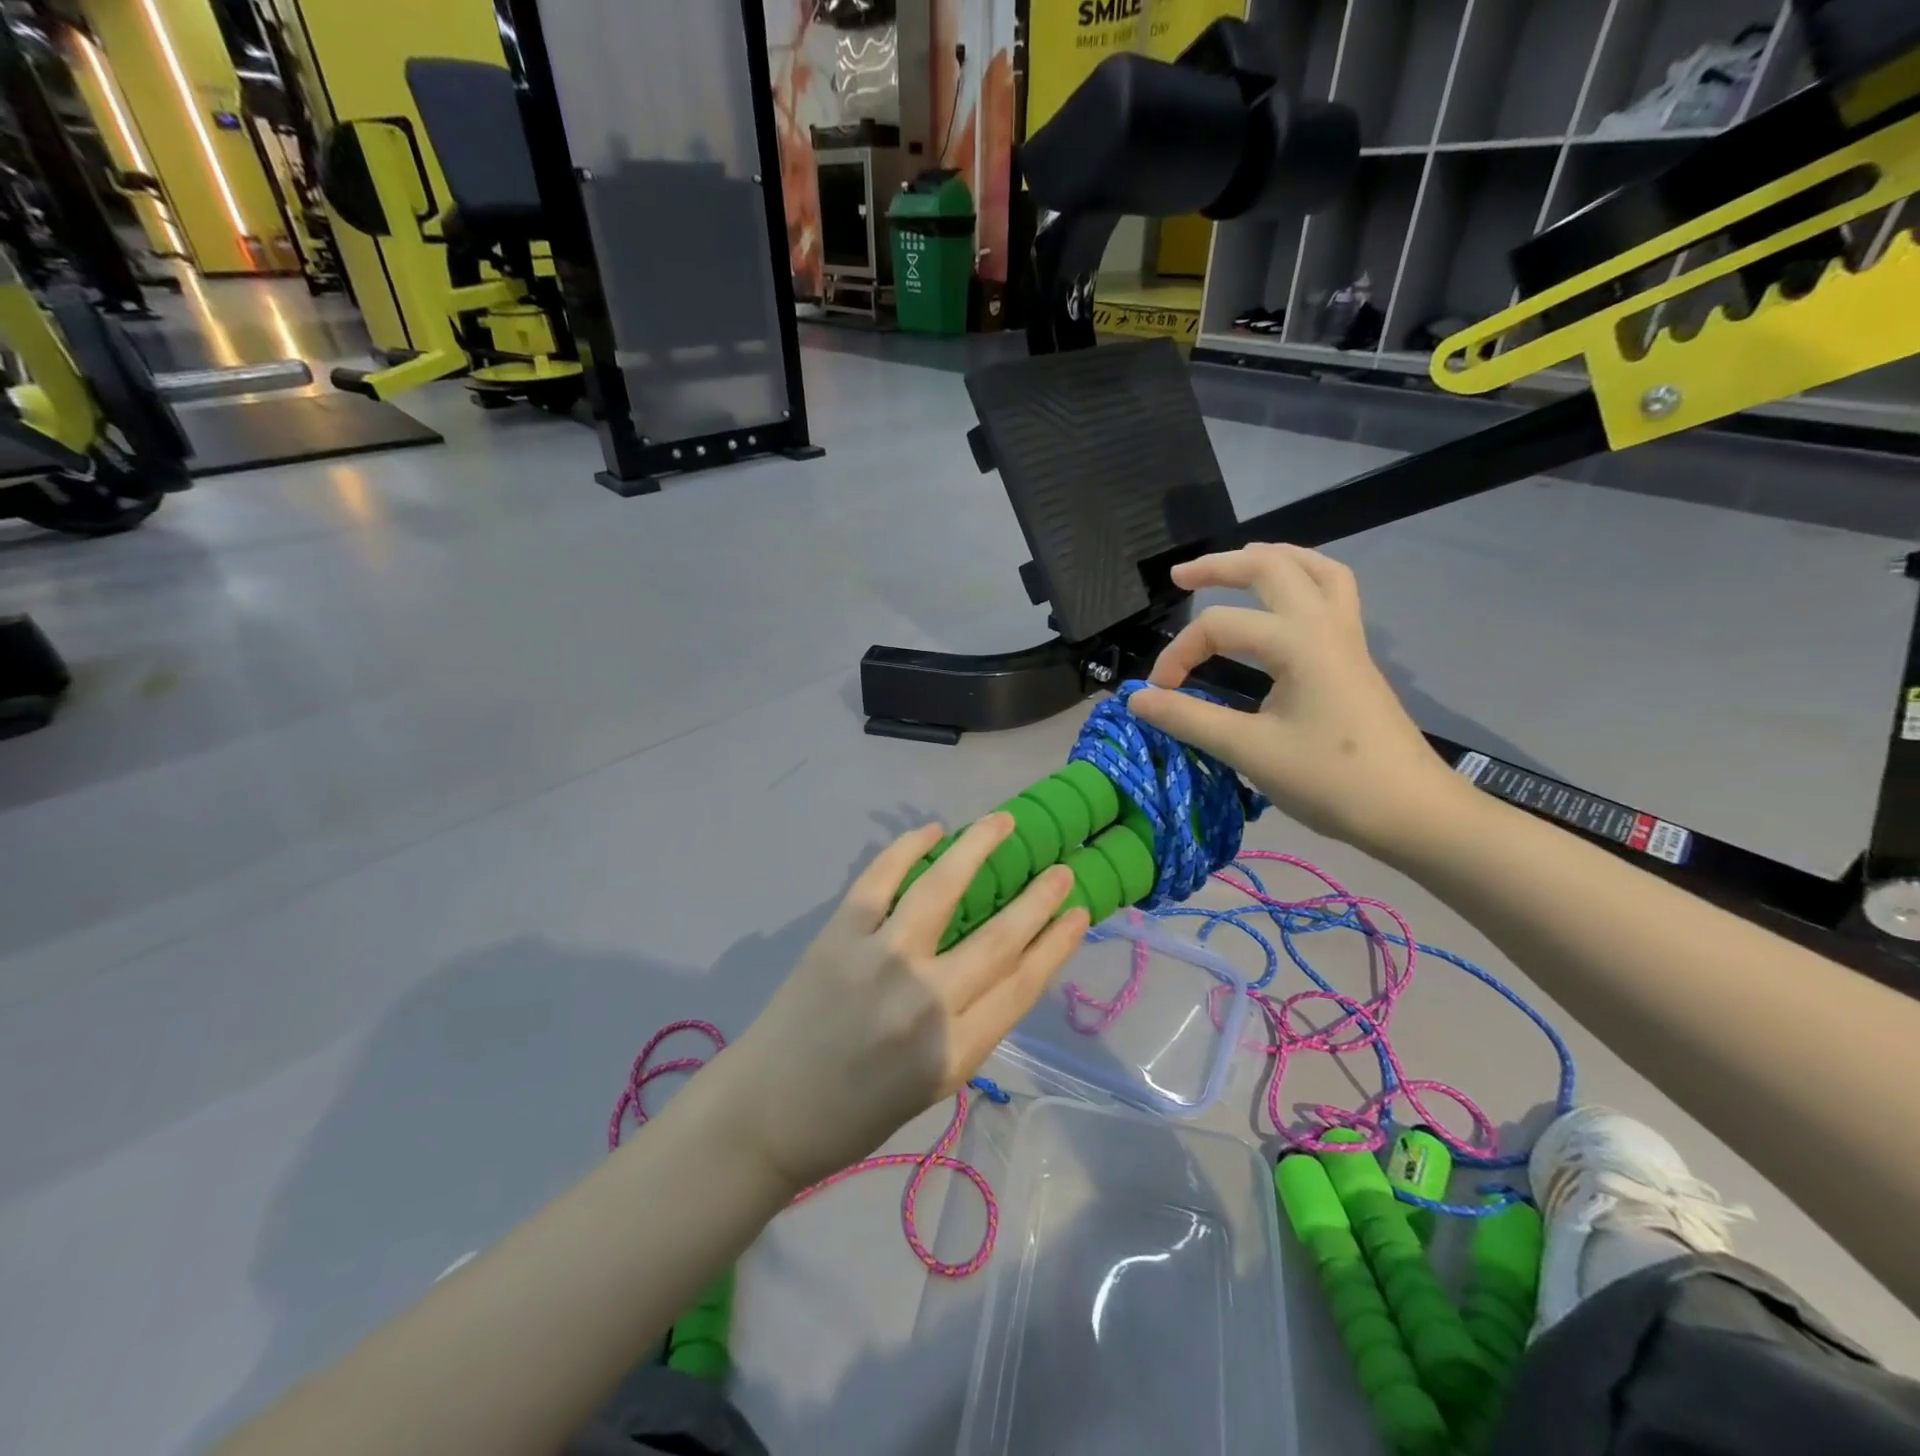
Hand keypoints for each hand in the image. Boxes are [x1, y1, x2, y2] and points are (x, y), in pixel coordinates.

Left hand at [703, 818, 1088, 1190]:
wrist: (766, 1113)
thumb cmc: (854, 1114)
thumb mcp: (931, 1086)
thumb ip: (969, 1028)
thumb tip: (998, 966)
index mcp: (953, 1052)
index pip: (1022, 985)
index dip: (1056, 945)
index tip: (1079, 914)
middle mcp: (925, 1001)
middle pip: (999, 938)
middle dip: (1039, 900)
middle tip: (1062, 870)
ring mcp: (880, 959)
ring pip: (943, 889)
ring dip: (978, 848)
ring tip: (1003, 822)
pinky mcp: (839, 934)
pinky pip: (881, 879)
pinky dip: (908, 849)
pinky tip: (933, 831)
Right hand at [1129, 544, 1461, 857]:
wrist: (1412, 812)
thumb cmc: (1330, 780)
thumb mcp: (1249, 751)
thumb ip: (1188, 719)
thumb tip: (1137, 699)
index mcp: (1297, 642)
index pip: (1219, 627)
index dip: (1178, 655)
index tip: (1159, 695)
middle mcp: (1324, 625)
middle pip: (1271, 567)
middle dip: (1220, 566)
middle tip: (1180, 577)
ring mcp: (1346, 638)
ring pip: (1313, 570)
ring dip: (1271, 559)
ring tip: (1237, 562)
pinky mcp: (1355, 657)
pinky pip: (1332, 594)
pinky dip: (1302, 581)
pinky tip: (1284, 602)